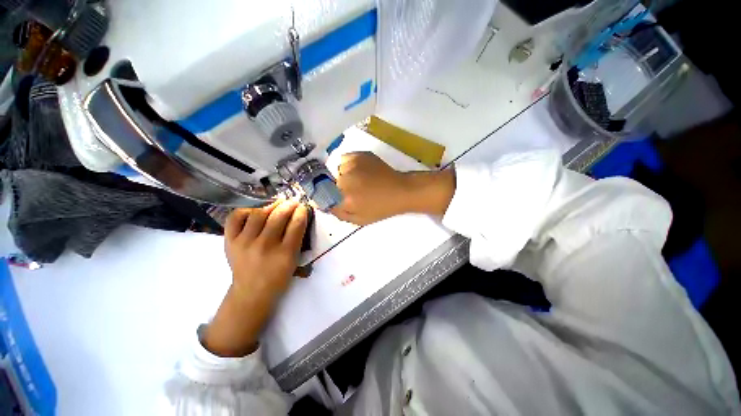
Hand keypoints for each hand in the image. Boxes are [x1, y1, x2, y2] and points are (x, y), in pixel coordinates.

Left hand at [204, 200, 308, 356]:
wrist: (251, 292)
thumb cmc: (278, 277)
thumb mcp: (294, 260)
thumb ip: (297, 238)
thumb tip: (298, 216)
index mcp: (285, 253)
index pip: (296, 224)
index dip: (301, 212)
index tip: (302, 207)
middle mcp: (265, 246)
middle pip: (278, 216)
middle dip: (289, 205)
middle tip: (292, 202)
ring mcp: (245, 243)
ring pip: (258, 213)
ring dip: (271, 205)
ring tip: (277, 204)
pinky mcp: (229, 241)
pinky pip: (236, 217)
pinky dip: (246, 210)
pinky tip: (254, 211)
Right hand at [331, 152, 455, 225]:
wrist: (400, 190)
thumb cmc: (381, 208)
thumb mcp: (359, 220)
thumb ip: (338, 213)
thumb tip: (320, 204)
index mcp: (345, 198)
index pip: (321, 194)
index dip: (324, 195)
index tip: (331, 197)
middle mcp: (345, 180)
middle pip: (327, 182)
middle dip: (335, 187)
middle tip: (350, 191)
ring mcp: (352, 164)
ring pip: (336, 169)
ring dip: (341, 176)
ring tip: (357, 180)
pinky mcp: (359, 154)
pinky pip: (344, 159)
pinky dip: (347, 165)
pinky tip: (359, 171)